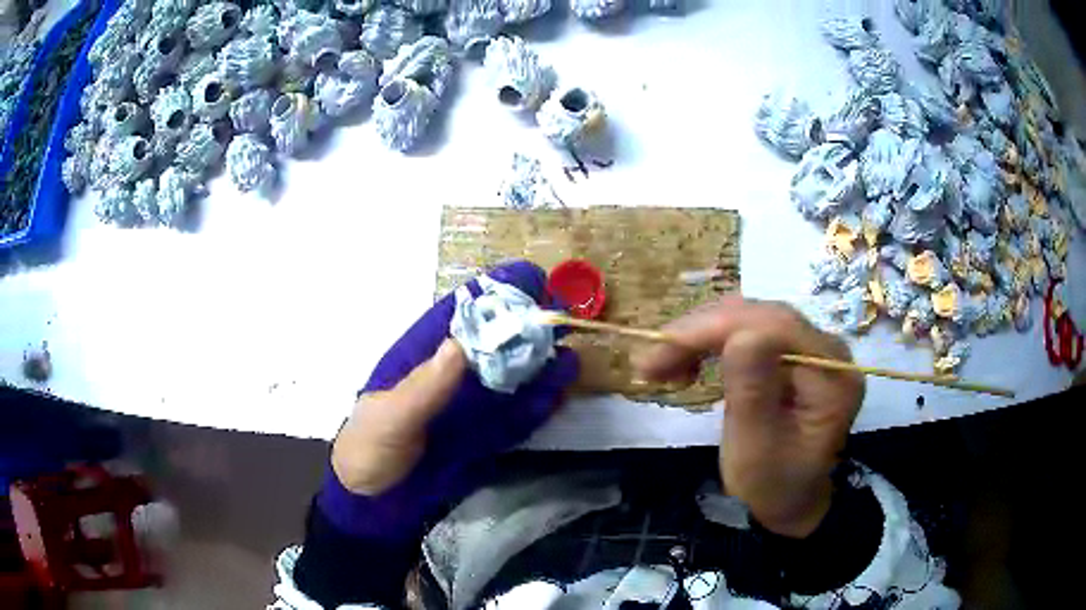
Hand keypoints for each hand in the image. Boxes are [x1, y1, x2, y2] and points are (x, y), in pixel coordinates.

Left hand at [321, 261, 578, 540]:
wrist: (371, 505)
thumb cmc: (368, 450)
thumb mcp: (389, 417)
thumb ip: (423, 387)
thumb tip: (461, 344)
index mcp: (419, 358)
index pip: (458, 314)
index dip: (492, 294)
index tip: (530, 280)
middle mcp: (448, 378)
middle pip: (492, 345)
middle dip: (525, 330)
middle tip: (561, 321)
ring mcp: (465, 410)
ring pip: (508, 382)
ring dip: (538, 370)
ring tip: (569, 360)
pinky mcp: (479, 440)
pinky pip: (511, 420)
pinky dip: (535, 409)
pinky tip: (556, 397)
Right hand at [632, 298, 863, 537]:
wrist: (789, 500)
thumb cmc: (772, 486)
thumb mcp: (756, 452)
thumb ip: (752, 394)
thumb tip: (742, 334)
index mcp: (833, 376)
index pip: (777, 327)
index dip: (719, 327)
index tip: (666, 346)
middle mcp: (828, 350)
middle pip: (762, 316)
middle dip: (702, 331)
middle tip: (652, 361)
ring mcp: (812, 347)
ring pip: (750, 317)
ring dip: (701, 336)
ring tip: (661, 366)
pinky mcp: (793, 351)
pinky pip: (749, 330)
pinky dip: (711, 343)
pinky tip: (688, 362)